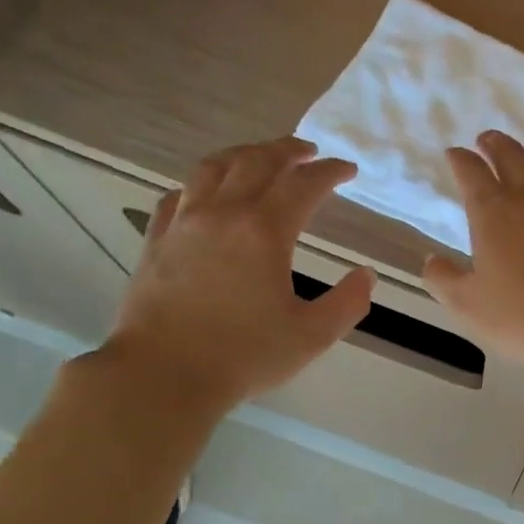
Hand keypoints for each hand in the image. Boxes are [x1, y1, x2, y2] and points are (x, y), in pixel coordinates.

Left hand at [100, 139, 374, 413]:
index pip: (303, 185)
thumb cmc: (244, 356)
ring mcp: (183, 223)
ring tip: (261, 157)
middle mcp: (222, 214)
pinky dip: (202, 183)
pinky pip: (180, 194)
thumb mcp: (313, 336)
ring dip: (244, 154)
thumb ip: (348, 302)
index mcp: (264, 232)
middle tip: (309, 151)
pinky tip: (208, 192)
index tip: (348, 170)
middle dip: (287, 150)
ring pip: (213, 168)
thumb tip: (365, 275)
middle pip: (256, 162)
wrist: (164, 373)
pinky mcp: (157, 240)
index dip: (329, 172)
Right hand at [423, 132, 523, 373]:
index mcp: (492, 212)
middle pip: (511, 157)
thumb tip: (432, 261)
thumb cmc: (522, 314)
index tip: (453, 154)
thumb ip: (444, 280)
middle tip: (486, 139)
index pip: (471, 172)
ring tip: (521, 157)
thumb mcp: (468, 305)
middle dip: (495, 144)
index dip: (460, 160)